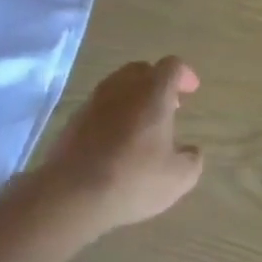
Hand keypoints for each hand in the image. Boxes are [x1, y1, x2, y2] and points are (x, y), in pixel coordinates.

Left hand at [32, 57, 202, 231]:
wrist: (70, 195)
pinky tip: (116, 142)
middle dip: (158, 82)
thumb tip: (190, 151)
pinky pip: (100, 106)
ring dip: (133, 98)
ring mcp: (93, 102)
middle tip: (168, 106)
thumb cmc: (132, 180)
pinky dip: (113, 114)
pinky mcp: (73, 120)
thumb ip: (191, 159)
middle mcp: (122, 88)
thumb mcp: (178, 178)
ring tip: (142, 125)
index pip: (172, 67)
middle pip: (141, 70)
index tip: (191, 91)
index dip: (184, 75)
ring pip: (118, 86)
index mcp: (153, 92)